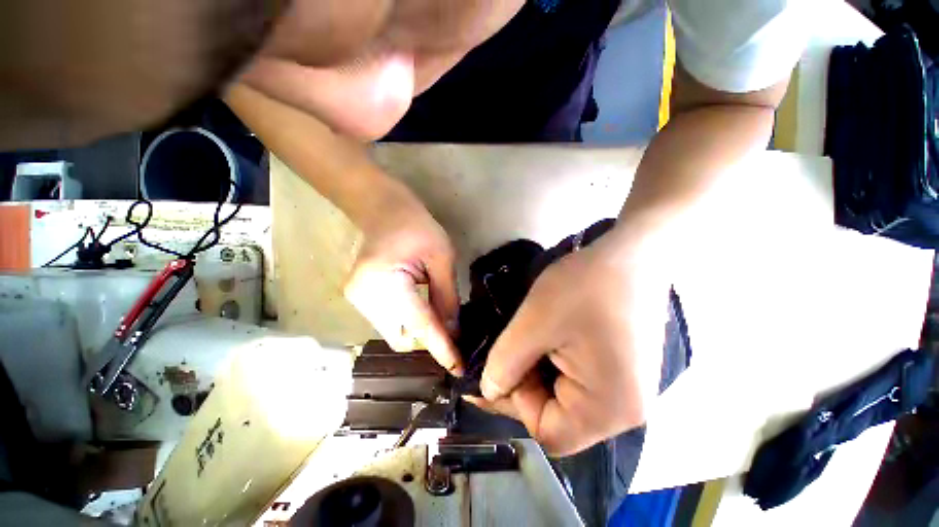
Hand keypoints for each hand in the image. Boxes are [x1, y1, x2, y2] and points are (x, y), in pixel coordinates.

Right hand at [344, 188, 462, 373]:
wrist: (382, 209)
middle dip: (429, 338)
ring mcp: (357, 300)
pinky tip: (420, 304)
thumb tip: (453, 331)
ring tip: (436, 311)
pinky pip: (389, 322)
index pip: (418, 325)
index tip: (458, 369)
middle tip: (452, 328)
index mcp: (385, 283)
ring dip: (418, 328)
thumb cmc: (416, 226)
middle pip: (403, 337)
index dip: (440, 348)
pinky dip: (408, 320)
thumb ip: (447, 297)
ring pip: (396, 332)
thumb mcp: (441, 257)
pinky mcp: (359, 299)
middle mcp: (364, 298)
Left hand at [477, 230, 667, 455]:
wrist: (632, 254)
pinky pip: (580, 382)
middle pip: (558, 417)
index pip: (548, 433)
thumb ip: (505, 363)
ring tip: (526, 341)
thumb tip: (489, 390)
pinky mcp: (624, 370)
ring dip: (538, 373)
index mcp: (608, 408)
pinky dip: (554, 365)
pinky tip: (547, 339)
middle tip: (506, 353)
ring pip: (566, 397)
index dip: (512, 405)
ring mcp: (628, 389)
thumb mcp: (535, 323)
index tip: (492, 373)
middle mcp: (625, 411)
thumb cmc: (584, 287)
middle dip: (524, 387)